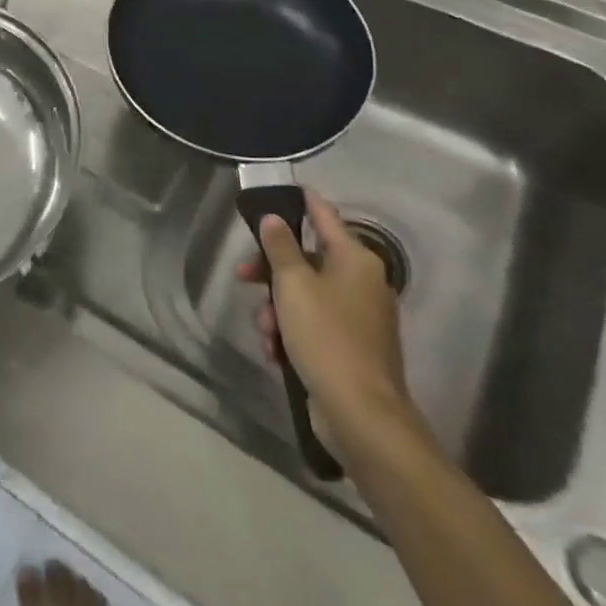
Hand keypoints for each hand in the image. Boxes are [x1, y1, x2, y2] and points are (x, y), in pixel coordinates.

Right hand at [236, 189, 421, 460]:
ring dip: (277, 310)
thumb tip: (275, 218)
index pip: (325, 216)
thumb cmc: (326, 337)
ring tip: (265, 333)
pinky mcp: (351, 349)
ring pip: (305, 296)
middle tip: (242, 277)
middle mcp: (362, 283)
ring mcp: (359, 318)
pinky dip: (292, 334)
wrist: (361, 415)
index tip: (284, 190)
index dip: (303, 201)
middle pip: (307, 260)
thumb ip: (280, 247)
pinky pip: (313, 326)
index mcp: (355, 260)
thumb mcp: (293, 285)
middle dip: (271, 272)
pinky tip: (275, 353)